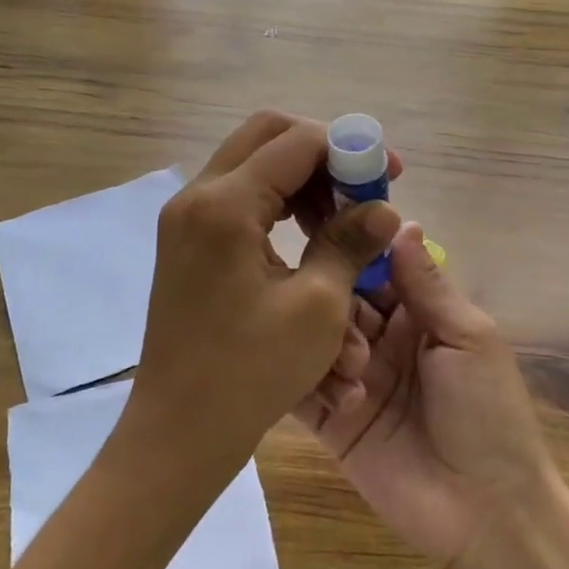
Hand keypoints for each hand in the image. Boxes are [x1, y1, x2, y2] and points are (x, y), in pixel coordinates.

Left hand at [120, 111, 401, 482]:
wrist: (179, 431)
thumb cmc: (251, 372)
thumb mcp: (317, 306)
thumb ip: (351, 242)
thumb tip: (384, 208)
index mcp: (225, 205)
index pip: (296, 142)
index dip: (349, 149)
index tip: (389, 173)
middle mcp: (197, 197)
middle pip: (266, 137)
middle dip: (321, 154)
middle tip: (360, 187)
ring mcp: (185, 219)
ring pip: (251, 166)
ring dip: (300, 181)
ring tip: (339, 221)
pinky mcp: (186, 242)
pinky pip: (237, 199)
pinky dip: (276, 205)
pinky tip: (307, 239)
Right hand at [296, 224, 552, 567]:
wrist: (487, 514)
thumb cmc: (489, 415)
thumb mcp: (468, 338)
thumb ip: (427, 284)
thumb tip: (400, 221)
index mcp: (416, 315)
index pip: (373, 268)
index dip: (351, 248)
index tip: (320, 223)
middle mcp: (379, 340)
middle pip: (339, 300)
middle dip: (334, 300)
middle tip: (333, 310)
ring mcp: (352, 379)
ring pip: (316, 339)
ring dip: (328, 346)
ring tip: (357, 373)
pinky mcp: (330, 420)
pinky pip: (302, 389)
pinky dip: (306, 382)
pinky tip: (339, 396)